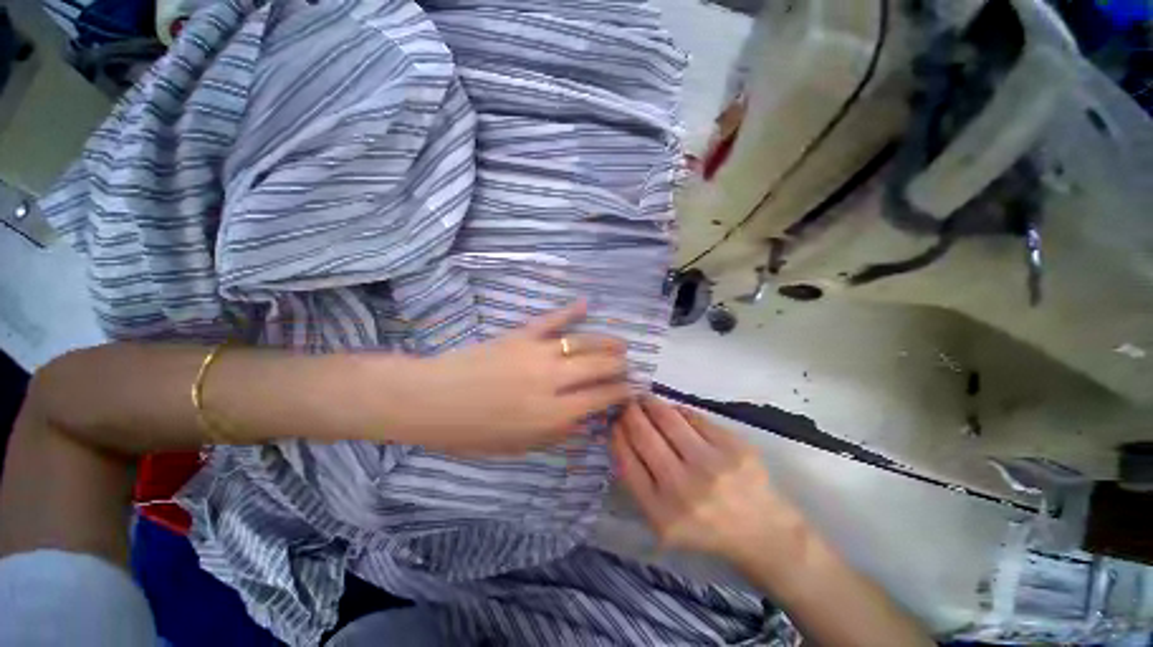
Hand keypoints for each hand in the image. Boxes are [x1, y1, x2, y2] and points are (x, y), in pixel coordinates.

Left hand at [401, 301, 631, 453]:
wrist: (431, 399)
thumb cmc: (471, 432)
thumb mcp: (517, 447)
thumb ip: (556, 434)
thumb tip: (584, 420)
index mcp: (552, 414)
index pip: (600, 398)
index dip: (621, 392)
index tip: (632, 389)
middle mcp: (552, 380)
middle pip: (598, 366)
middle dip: (619, 366)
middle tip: (627, 365)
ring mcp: (537, 353)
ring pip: (582, 342)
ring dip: (606, 342)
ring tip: (621, 343)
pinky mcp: (521, 335)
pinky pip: (551, 320)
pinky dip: (570, 311)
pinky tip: (586, 303)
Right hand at [611, 397, 805, 569]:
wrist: (762, 532)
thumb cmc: (705, 527)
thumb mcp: (663, 520)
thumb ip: (639, 482)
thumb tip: (622, 434)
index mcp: (661, 512)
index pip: (627, 459)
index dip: (617, 434)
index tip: (615, 422)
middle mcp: (683, 488)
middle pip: (644, 434)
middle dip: (630, 412)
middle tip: (628, 404)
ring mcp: (711, 465)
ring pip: (667, 418)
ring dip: (651, 403)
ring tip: (646, 400)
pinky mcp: (734, 447)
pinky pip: (694, 416)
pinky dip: (679, 411)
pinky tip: (674, 412)